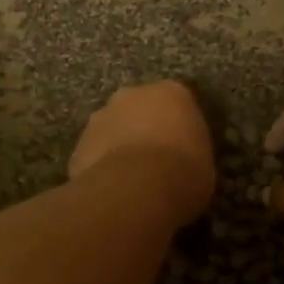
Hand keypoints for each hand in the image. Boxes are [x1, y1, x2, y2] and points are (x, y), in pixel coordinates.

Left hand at [69, 81, 215, 227]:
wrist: (135, 190)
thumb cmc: (182, 172)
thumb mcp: (205, 165)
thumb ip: (190, 153)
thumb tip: (181, 164)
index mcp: (171, 93)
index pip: (178, 103)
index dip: (180, 127)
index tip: (183, 150)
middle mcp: (132, 95)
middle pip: (140, 109)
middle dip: (144, 128)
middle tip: (155, 161)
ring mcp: (100, 117)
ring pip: (113, 129)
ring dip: (119, 146)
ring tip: (131, 180)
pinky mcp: (79, 144)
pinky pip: (94, 154)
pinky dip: (101, 167)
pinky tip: (112, 190)